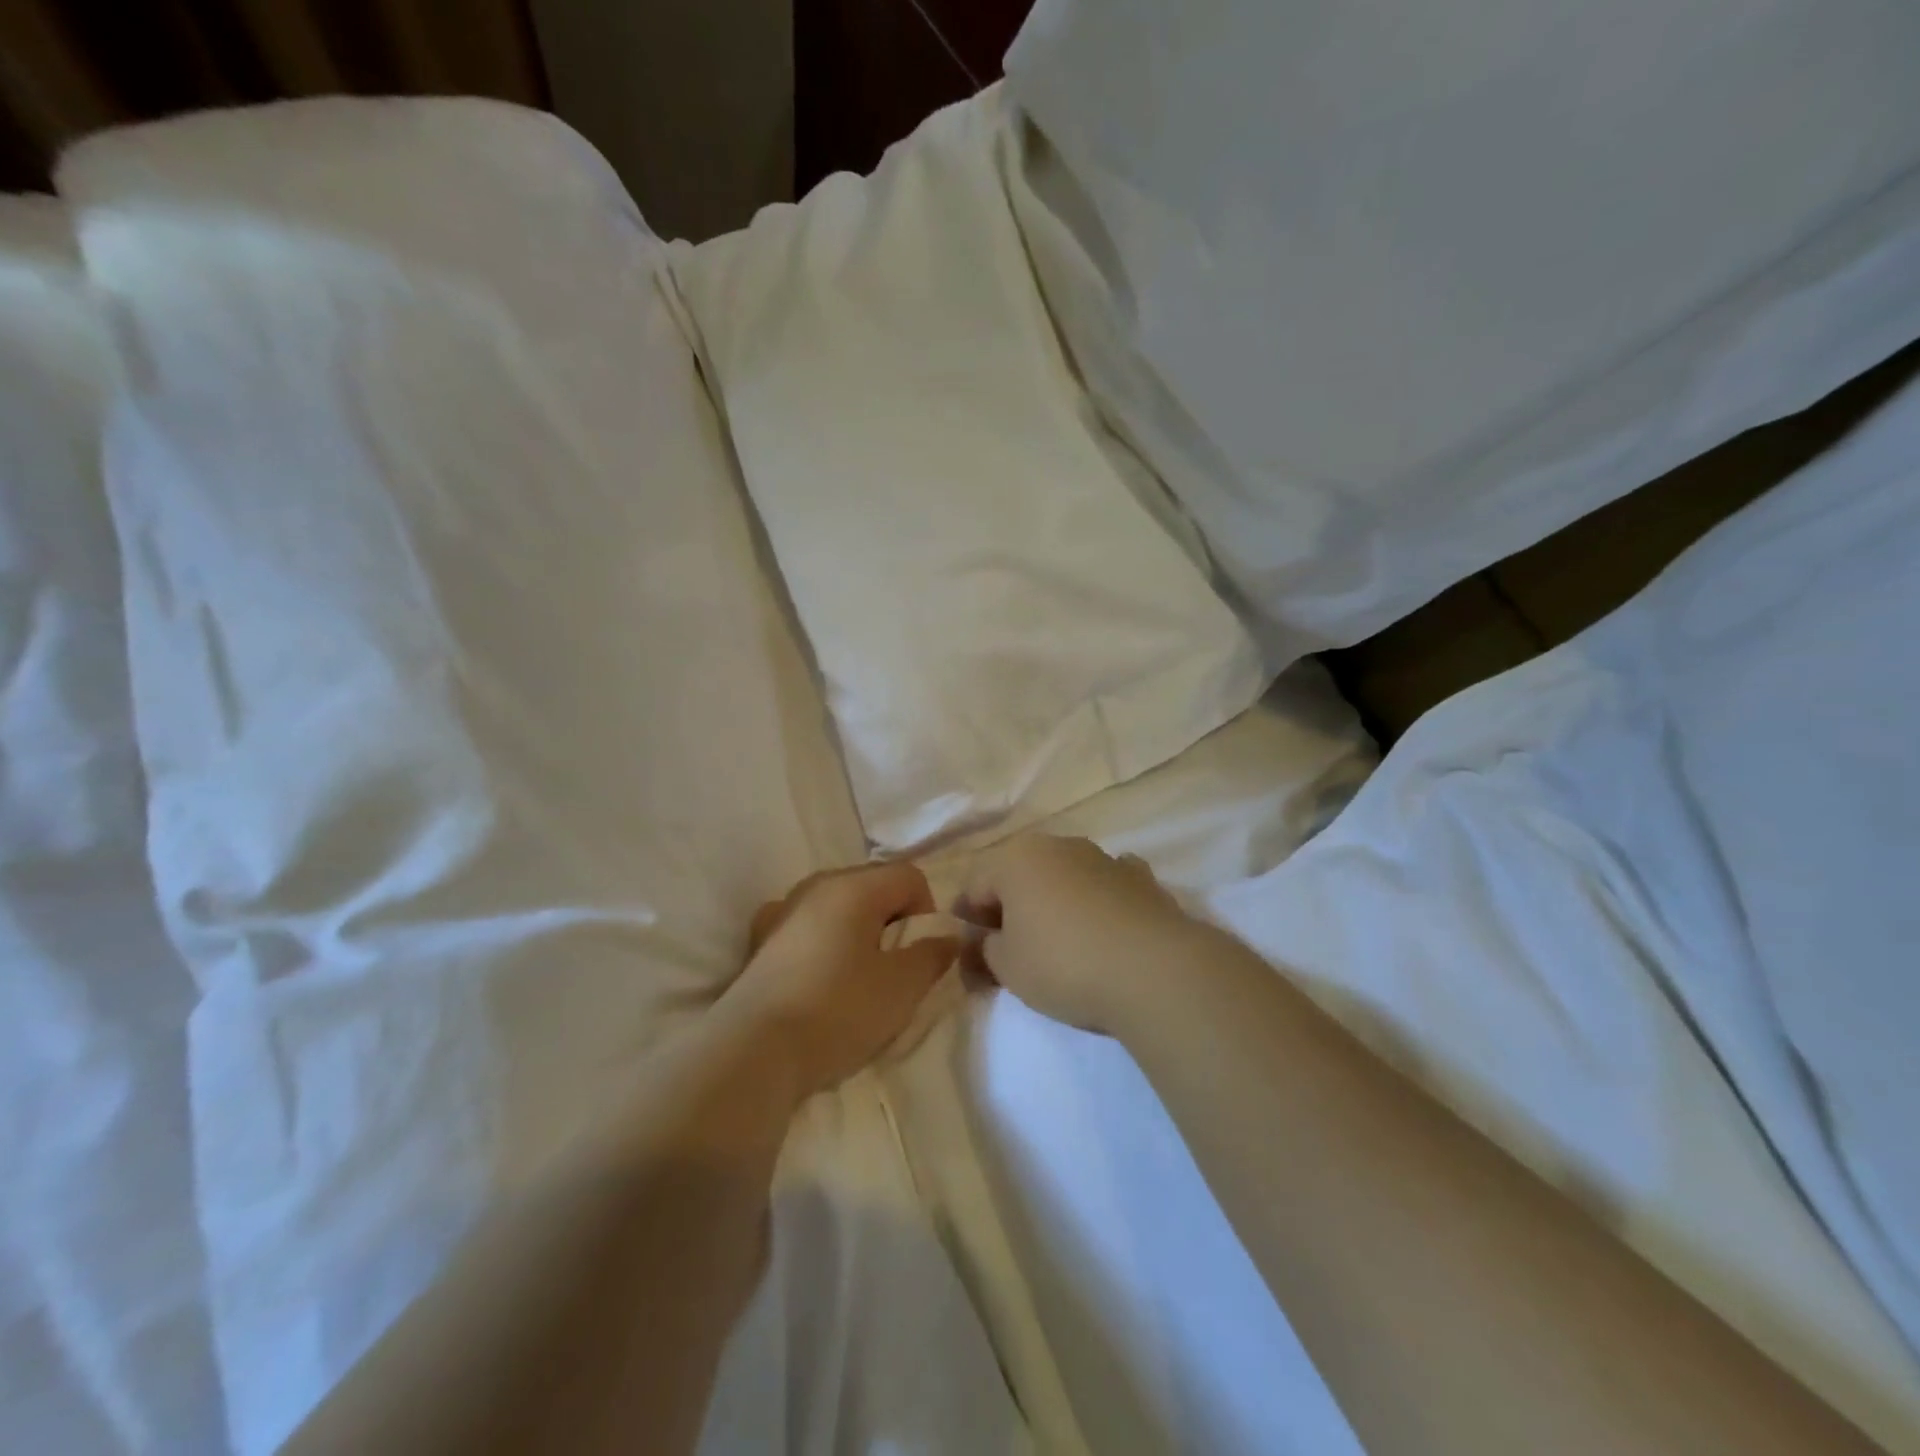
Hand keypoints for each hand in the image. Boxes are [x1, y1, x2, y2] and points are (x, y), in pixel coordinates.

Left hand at [723, 862, 958, 1098]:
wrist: (753, 1052)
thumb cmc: (838, 1011)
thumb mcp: (902, 988)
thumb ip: (932, 956)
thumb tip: (946, 938)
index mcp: (854, 886)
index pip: (910, 876)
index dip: (926, 913)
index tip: (917, 956)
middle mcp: (816, 884)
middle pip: (873, 886)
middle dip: (892, 921)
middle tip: (892, 969)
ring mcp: (782, 909)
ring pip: (838, 905)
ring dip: (857, 931)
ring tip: (855, 978)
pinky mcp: (759, 939)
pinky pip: (806, 925)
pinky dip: (821, 941)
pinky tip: (816, 978)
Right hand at [958, 834, 1201, 1034]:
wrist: (1154, 970)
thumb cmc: (1064, 963)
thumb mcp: (1007, 968)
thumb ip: (985, 951)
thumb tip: (983, 944)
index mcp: (1016, 859)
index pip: (976, 885)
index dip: (968, 919)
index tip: (971, 951)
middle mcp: (1059, 846)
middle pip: (1020, 875)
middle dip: (1011, 906)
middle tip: (1010, 947)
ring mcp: (1104, 857)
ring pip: (1065, 876)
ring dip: (1055, 901)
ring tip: (1060, 942)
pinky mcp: (1142, 878)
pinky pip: (1106, 885)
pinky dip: (1098, 901)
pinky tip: (1104, 927)